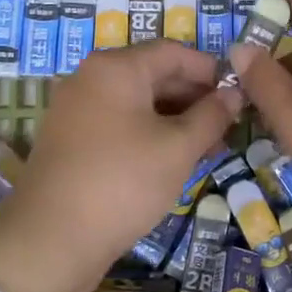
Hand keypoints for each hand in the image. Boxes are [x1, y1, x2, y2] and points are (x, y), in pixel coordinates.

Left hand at [0, 42, 241, 291]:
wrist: (51, 239)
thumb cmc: (124, 182)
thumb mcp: (178, 148)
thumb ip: (211, 116)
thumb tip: (233, 94)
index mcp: (115, 68)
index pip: (173, 52)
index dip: (210, 70)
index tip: (239, 95)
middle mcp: (90, 79)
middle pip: (153, 75)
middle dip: (194, 98)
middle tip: (228, 126)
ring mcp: (75, 110)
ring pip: (137, 104)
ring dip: (174, 120)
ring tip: (208, 148)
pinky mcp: (70, 141)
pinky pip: (119, 125)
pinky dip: (149, 135)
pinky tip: (172, 161)